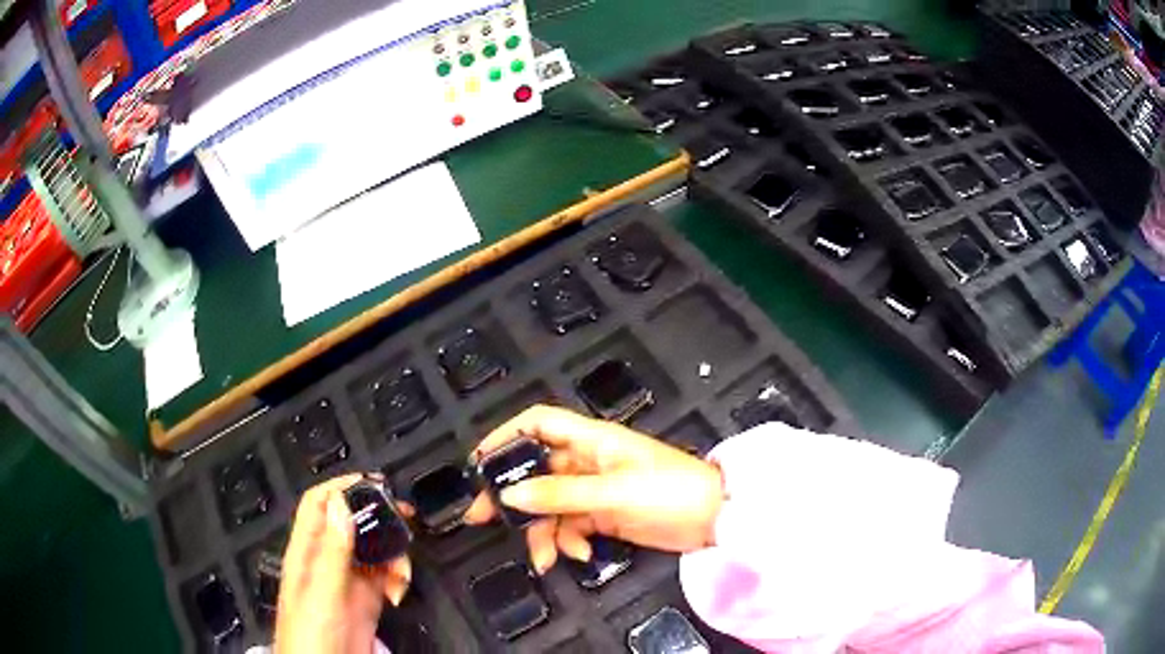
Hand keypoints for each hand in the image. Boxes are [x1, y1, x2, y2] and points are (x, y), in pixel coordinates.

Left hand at [275, 474, 411, 653]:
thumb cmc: (310, 633)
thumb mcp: (321, 592)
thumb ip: (332, 550)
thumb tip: (340, 502)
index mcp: (307, 551)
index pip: (320, 504)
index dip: (342, 487)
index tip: (375, 483)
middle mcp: (327, 561)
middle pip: (352, 524)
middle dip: (379, 518)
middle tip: (406, 517)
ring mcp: (348, 581)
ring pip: (374, 550)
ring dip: (394, 554)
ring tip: (403, 571)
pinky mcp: (366, 600)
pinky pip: (386, 577)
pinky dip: (398, 578)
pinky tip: (400, 590)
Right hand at [465, 405, 723, 573]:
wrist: (715, 519)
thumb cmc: (670, 492)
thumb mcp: (613, 493)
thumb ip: (561, 495)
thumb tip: (510, 496)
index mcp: (592, 440)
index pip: (539, 423)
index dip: (506, 435)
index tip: (479, 462)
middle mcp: (588, 461)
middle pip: (536, 471)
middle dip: (512, 495)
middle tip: (481, 518)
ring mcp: (595, 490)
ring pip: (551, 506)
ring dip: (542, 532)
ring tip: (543, 559)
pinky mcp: (604, 516)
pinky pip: (572, 526)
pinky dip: (569, 542)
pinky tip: (581, 556)